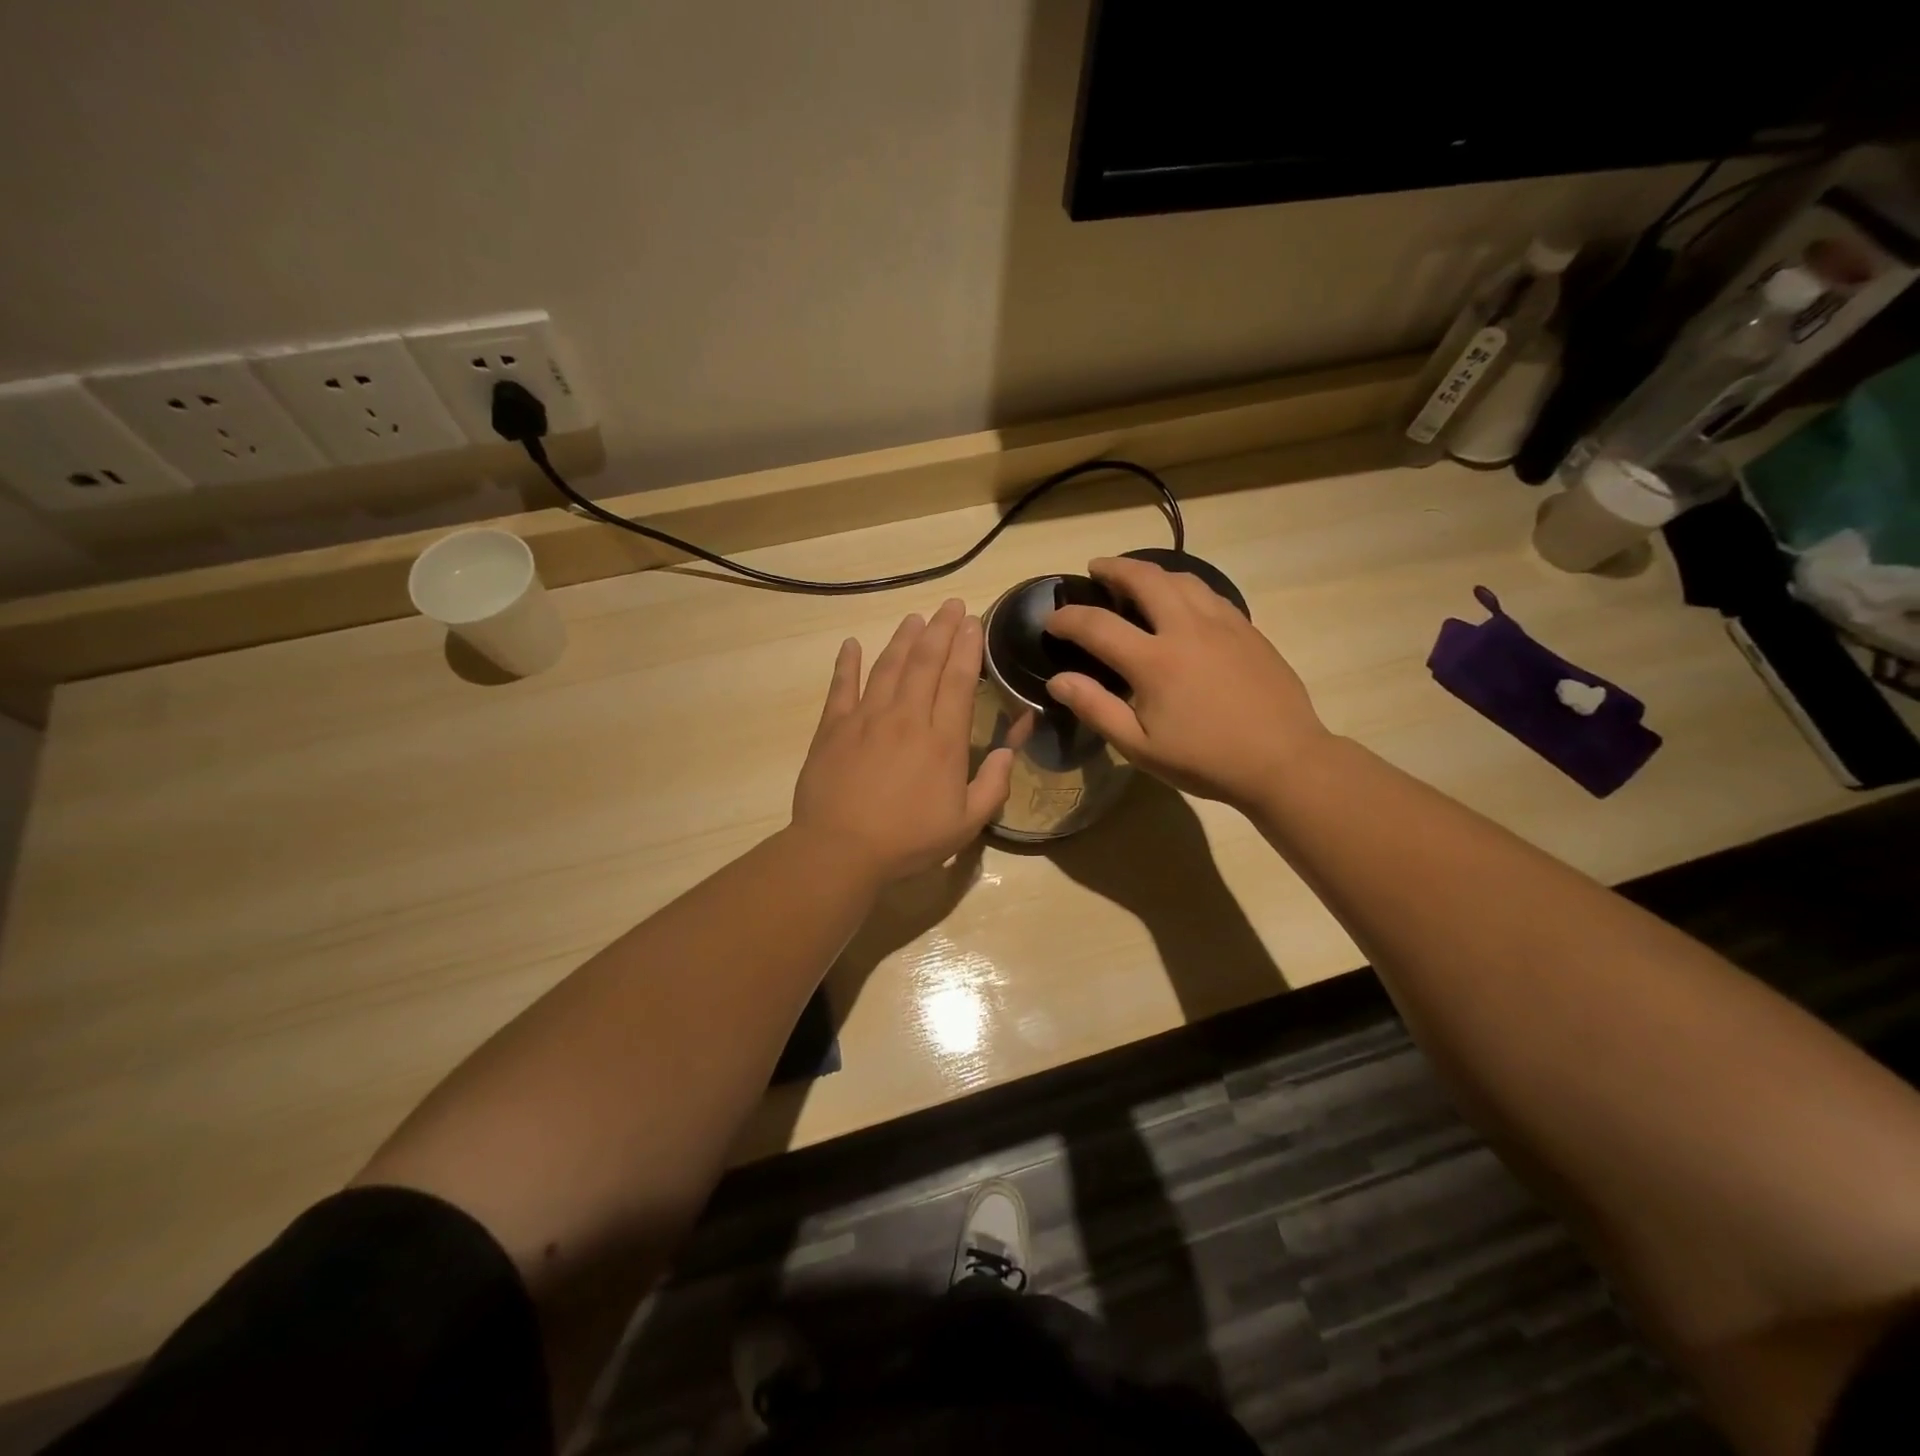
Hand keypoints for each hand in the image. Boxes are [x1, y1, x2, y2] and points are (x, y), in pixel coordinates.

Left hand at [792, 599, 1013, 883]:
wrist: (840, 850)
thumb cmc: (908, 840)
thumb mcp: (965, 824)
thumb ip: (993, 785)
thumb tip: (1008, 751)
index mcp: (942, 739)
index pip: (958, 680)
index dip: (967, 647)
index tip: (973, 621)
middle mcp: (906, 717)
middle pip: (925, 663)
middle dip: (941, 629)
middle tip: (951, 605)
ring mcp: (866, 718)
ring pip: (888, 666)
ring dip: (903, 639)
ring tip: (915, 618)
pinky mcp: (833, 727)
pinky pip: (841, 687)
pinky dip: (847, 663)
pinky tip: (852, 644)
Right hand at [1043, 557, 1329, 809]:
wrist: (1284, 760)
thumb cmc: (1205, 760)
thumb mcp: (1140, 747)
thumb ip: (1096, 709)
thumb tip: (1057, 680)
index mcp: (1154, 661)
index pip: (1097, 625)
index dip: (1067, 618)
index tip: (1051, 619)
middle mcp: (1186, 629)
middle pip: (1144, 579)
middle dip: (1113, 568)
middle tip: (1095, 569)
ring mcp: (1222, 624)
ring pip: (1180, 578)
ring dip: (1150, 571)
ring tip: (1134, 578)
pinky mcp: (1246, 629)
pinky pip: (1208, 593)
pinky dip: (1182, 586)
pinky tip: (1180, 601)